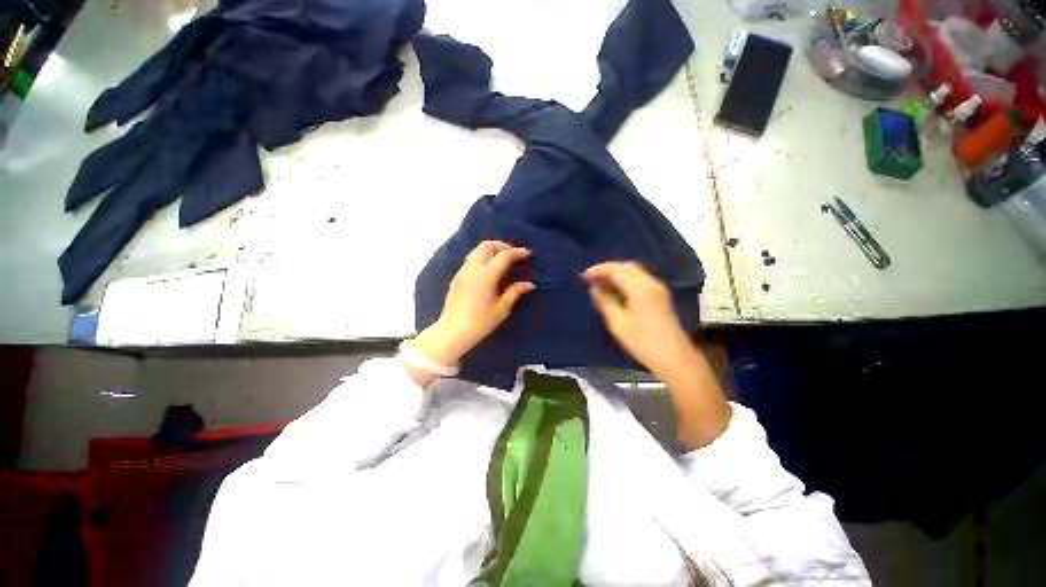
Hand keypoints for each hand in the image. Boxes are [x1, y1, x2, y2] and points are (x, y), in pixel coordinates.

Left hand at [409, 241, 534, 375]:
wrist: (453, 332)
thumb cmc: (480, 322)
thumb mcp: (502, 308)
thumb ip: (515, 292)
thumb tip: (529, 284)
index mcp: (486, 275)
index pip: (504, 255)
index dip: (517, 252)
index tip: (528, 254)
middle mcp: (473, 269)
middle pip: (487, 246)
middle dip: (502, 246)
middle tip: (513, 254)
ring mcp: (462, 272)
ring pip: (477, 251)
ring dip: (491, 250)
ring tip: (502, 260)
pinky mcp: (457, 278)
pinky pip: (471, 260)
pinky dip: (482, 258)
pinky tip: (489, 270)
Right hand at [584, 261, 728, 449]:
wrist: (680, 365)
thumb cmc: (647, 345)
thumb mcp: (617, 324)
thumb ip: (605, 302)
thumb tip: (594, 288)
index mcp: (641, 288)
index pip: (616, 268)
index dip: (598, 269)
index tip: (582, 276)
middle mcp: (652, 285)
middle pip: (627, 267)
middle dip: (607, 269)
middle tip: (589, 278)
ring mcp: (659, 293)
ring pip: (634, 274)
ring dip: (616, 276)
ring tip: (599, 284)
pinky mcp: (661, 302)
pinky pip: (639, 284)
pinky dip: (625, 283)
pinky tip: (616, 293)